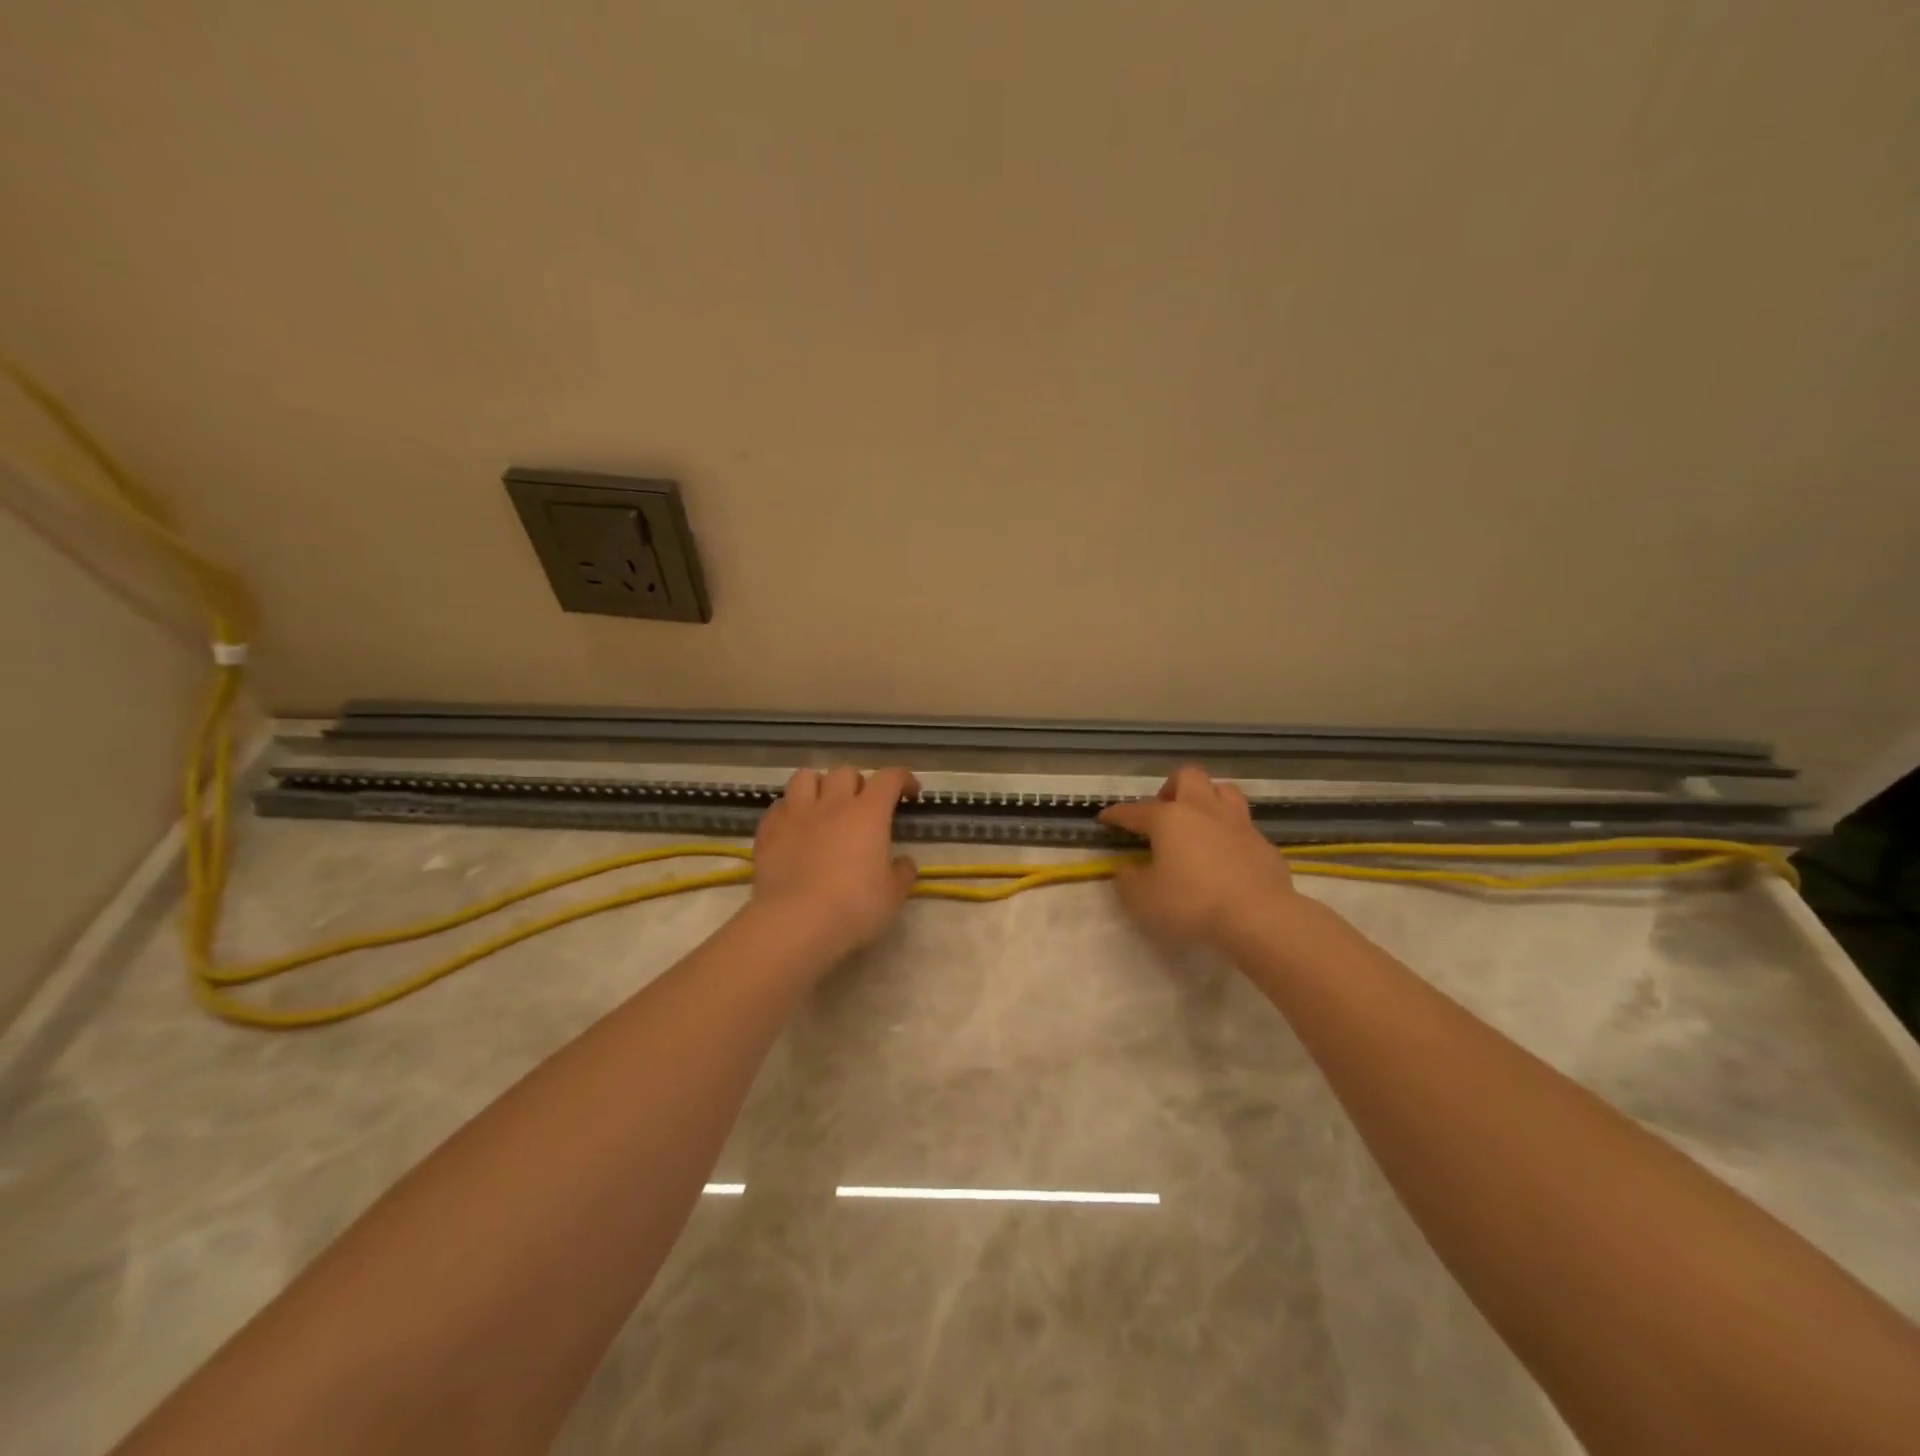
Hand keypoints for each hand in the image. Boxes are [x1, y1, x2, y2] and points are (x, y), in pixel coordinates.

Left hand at [751, 766, 919, 961]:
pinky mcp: (768, 831)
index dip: (903, 779)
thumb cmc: (854, 907)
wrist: (796, 923)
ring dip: (818, 786)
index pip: (889, 778)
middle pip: (845, 773)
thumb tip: (903, 862)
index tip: (910, 793)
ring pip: (805, 777)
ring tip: (823, 805)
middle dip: (858, 784)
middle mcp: (832, 804)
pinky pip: (779, 806)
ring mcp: (796, 814)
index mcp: (868, 813)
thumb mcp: (892, 896)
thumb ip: (901, 873)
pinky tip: (795, 829)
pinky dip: (790, 811)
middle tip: (862, 807)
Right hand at [1097, 766, 1295, 946]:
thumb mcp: (1142, 899)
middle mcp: (1203, 810)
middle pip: (1188, 777)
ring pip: (1224, 791)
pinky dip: (1231, 834)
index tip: (1105, 819)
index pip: (1134, 810)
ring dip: (1207, 799)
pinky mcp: (1264, 844)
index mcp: (1168, 818)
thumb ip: (1128, 880)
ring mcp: (1238, 824)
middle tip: (1163, 812)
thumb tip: (1128, 869)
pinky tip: (1226, 855)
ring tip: (1198, 822)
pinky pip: (1244, 827)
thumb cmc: (1191, 903)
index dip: (1116, 815)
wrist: (1258, 917)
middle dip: (1171, 788)